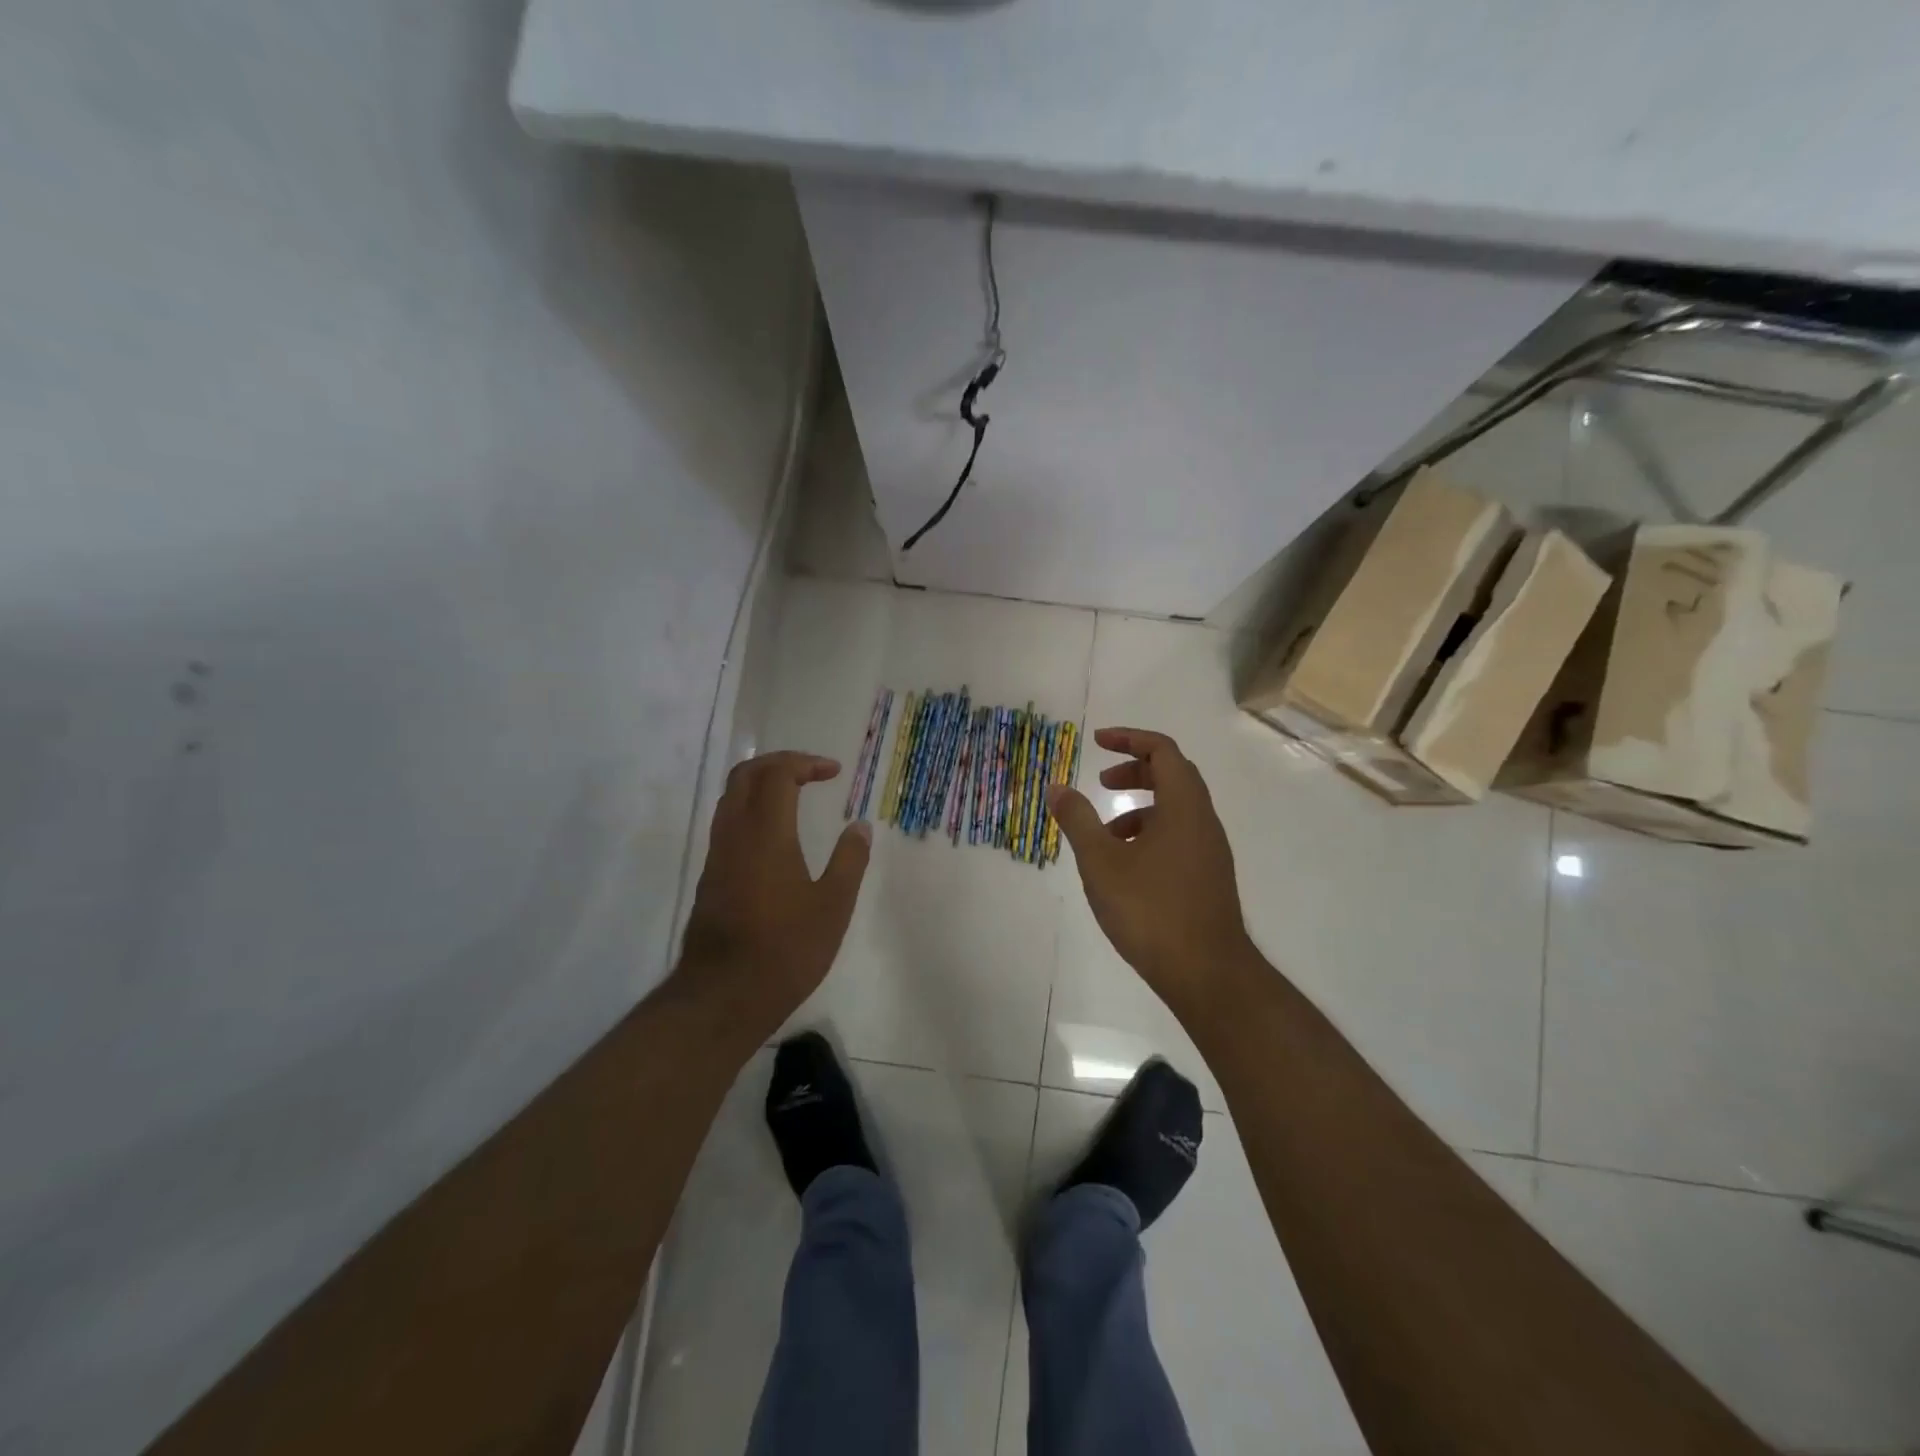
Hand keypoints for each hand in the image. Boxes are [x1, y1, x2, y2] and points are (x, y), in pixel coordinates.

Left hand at [677, 751, 870, 1043]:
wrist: (723, 995)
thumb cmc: (786, 949)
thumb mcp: (833, 906)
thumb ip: (849, 861)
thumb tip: (860, 827)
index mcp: (766, 833)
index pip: (777, 774)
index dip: (805, 763)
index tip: (834, 771)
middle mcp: (735, 834)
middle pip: (745, 775)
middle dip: (779, 763)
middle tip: (811, 771)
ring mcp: (717, 855)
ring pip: (730, 798)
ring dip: (761, 784)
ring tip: (795, 794)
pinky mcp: (710, 877)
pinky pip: (727, 823)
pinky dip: (751, 809)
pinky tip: (775, 834)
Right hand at [1048, 728, 1254, 1021]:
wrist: (1207, 973)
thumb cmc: (1150, 910)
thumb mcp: (1101, 862)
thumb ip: (1078, 820)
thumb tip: (1056, 787)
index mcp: (1183, 806)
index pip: (1162, 750)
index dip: (1129, 738)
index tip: (1098, 742)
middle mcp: (1204, 821)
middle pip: (1173, 775)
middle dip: (1135, 770)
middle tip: (1102, 781)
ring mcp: (1210, 850)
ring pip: (1177, 809)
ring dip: (1141, 806)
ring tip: (1105, 832)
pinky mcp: (1209, 876)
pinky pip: (1180, 835)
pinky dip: (1151, 832)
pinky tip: (1126, 866)